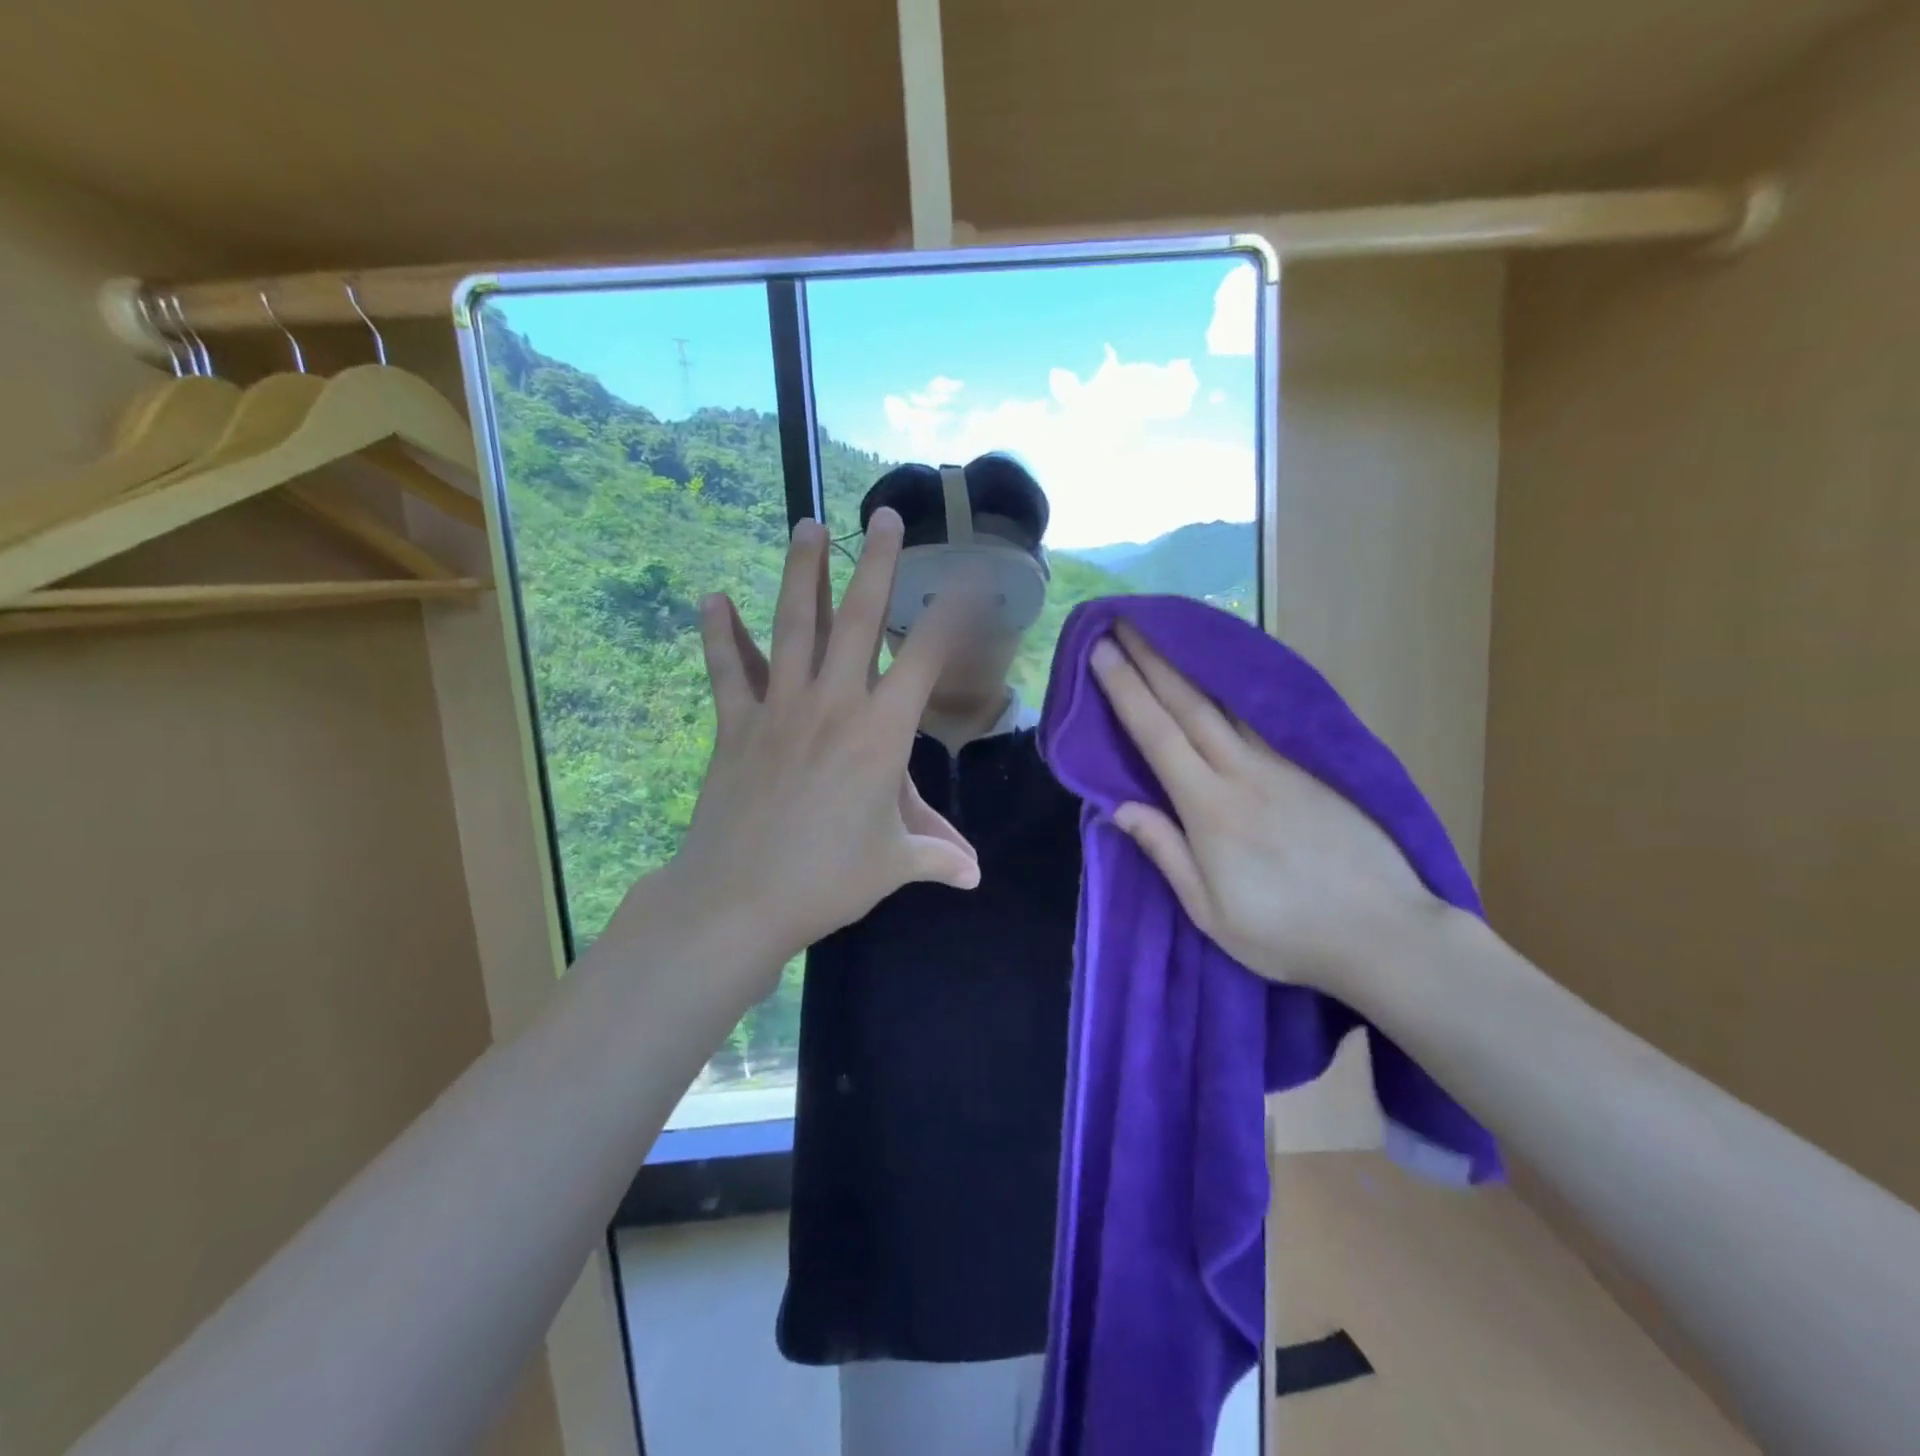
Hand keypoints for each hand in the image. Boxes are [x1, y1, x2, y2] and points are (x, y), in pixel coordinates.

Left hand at [664, 511, 978, 977]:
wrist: (740, 898)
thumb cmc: (829, 878)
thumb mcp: (894, 865)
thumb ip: (938, 856)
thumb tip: (975, 876)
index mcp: (882, 733)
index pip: (926, 657)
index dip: (950, 613)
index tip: (965, 576)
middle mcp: (834, 704)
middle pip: (859, 619)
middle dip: (877, 564)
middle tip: (884, 516)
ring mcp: (780, 708)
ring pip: (794, 626)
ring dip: (802, 573)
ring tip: (807, 525)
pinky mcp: (736, 724)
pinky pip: (728, 670)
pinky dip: (719, 634)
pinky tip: (711, 597)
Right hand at [1090, 622, 1441, 996]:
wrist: (1384, 933)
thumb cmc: (1284, 932)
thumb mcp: (1209, 911)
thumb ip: (1165, 851)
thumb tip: (1120, 807)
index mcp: (1209, 807)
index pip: (1157, 735)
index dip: (1126, 690)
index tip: (1103, 652)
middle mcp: (1242, 772)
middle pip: (1189, 704)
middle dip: (1152, 659)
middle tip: (1126, 621)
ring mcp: (1282, 766)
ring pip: (1226, 704)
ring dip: (1190, 667)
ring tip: (1166, 637)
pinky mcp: (1312, 770)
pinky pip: (1260, 720)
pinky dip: (1232, 692)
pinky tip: (1224, 680)